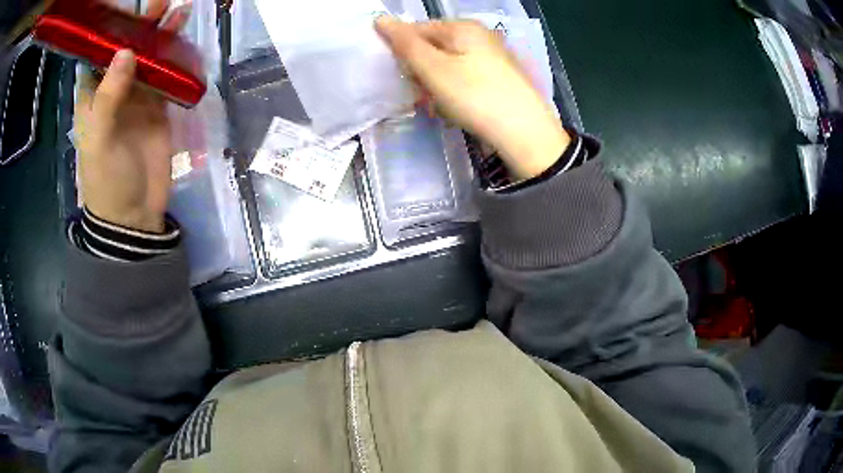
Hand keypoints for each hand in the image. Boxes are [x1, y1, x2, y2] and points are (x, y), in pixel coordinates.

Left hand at [74, 0, 185, 232]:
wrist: (134, 212)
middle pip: (128, 49)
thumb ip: (108, 98)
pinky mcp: (158, 104)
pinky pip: (167, 74)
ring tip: (179, 12)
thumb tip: (126, 52)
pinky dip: (176, 57)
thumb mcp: (99, 141)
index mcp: (93, 95)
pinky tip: (186, 40)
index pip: (99, 53)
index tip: (128, 6)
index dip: (112, 28)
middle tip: (160, 3)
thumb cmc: (106, 180)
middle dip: (141, 25)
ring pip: (149, 57)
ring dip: (162, 35)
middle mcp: (114, 89)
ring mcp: (137, 95)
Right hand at [375, 17, 569, 179]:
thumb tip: (379, 19)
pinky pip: (463, 80)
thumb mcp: (434, 68)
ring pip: (446, 67)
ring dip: (435, 87)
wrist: (525, 134)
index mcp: (462, 27)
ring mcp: (490, 57)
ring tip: (440, 107)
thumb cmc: (475, 96)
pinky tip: (456, 110)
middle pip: (432, 49)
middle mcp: (478, 36)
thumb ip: (405, 44)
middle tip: (424, 96)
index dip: (403, 54)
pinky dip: (453, 94)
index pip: (416, 30)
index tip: (404, 79)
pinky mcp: (497, 78)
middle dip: (421, 74)